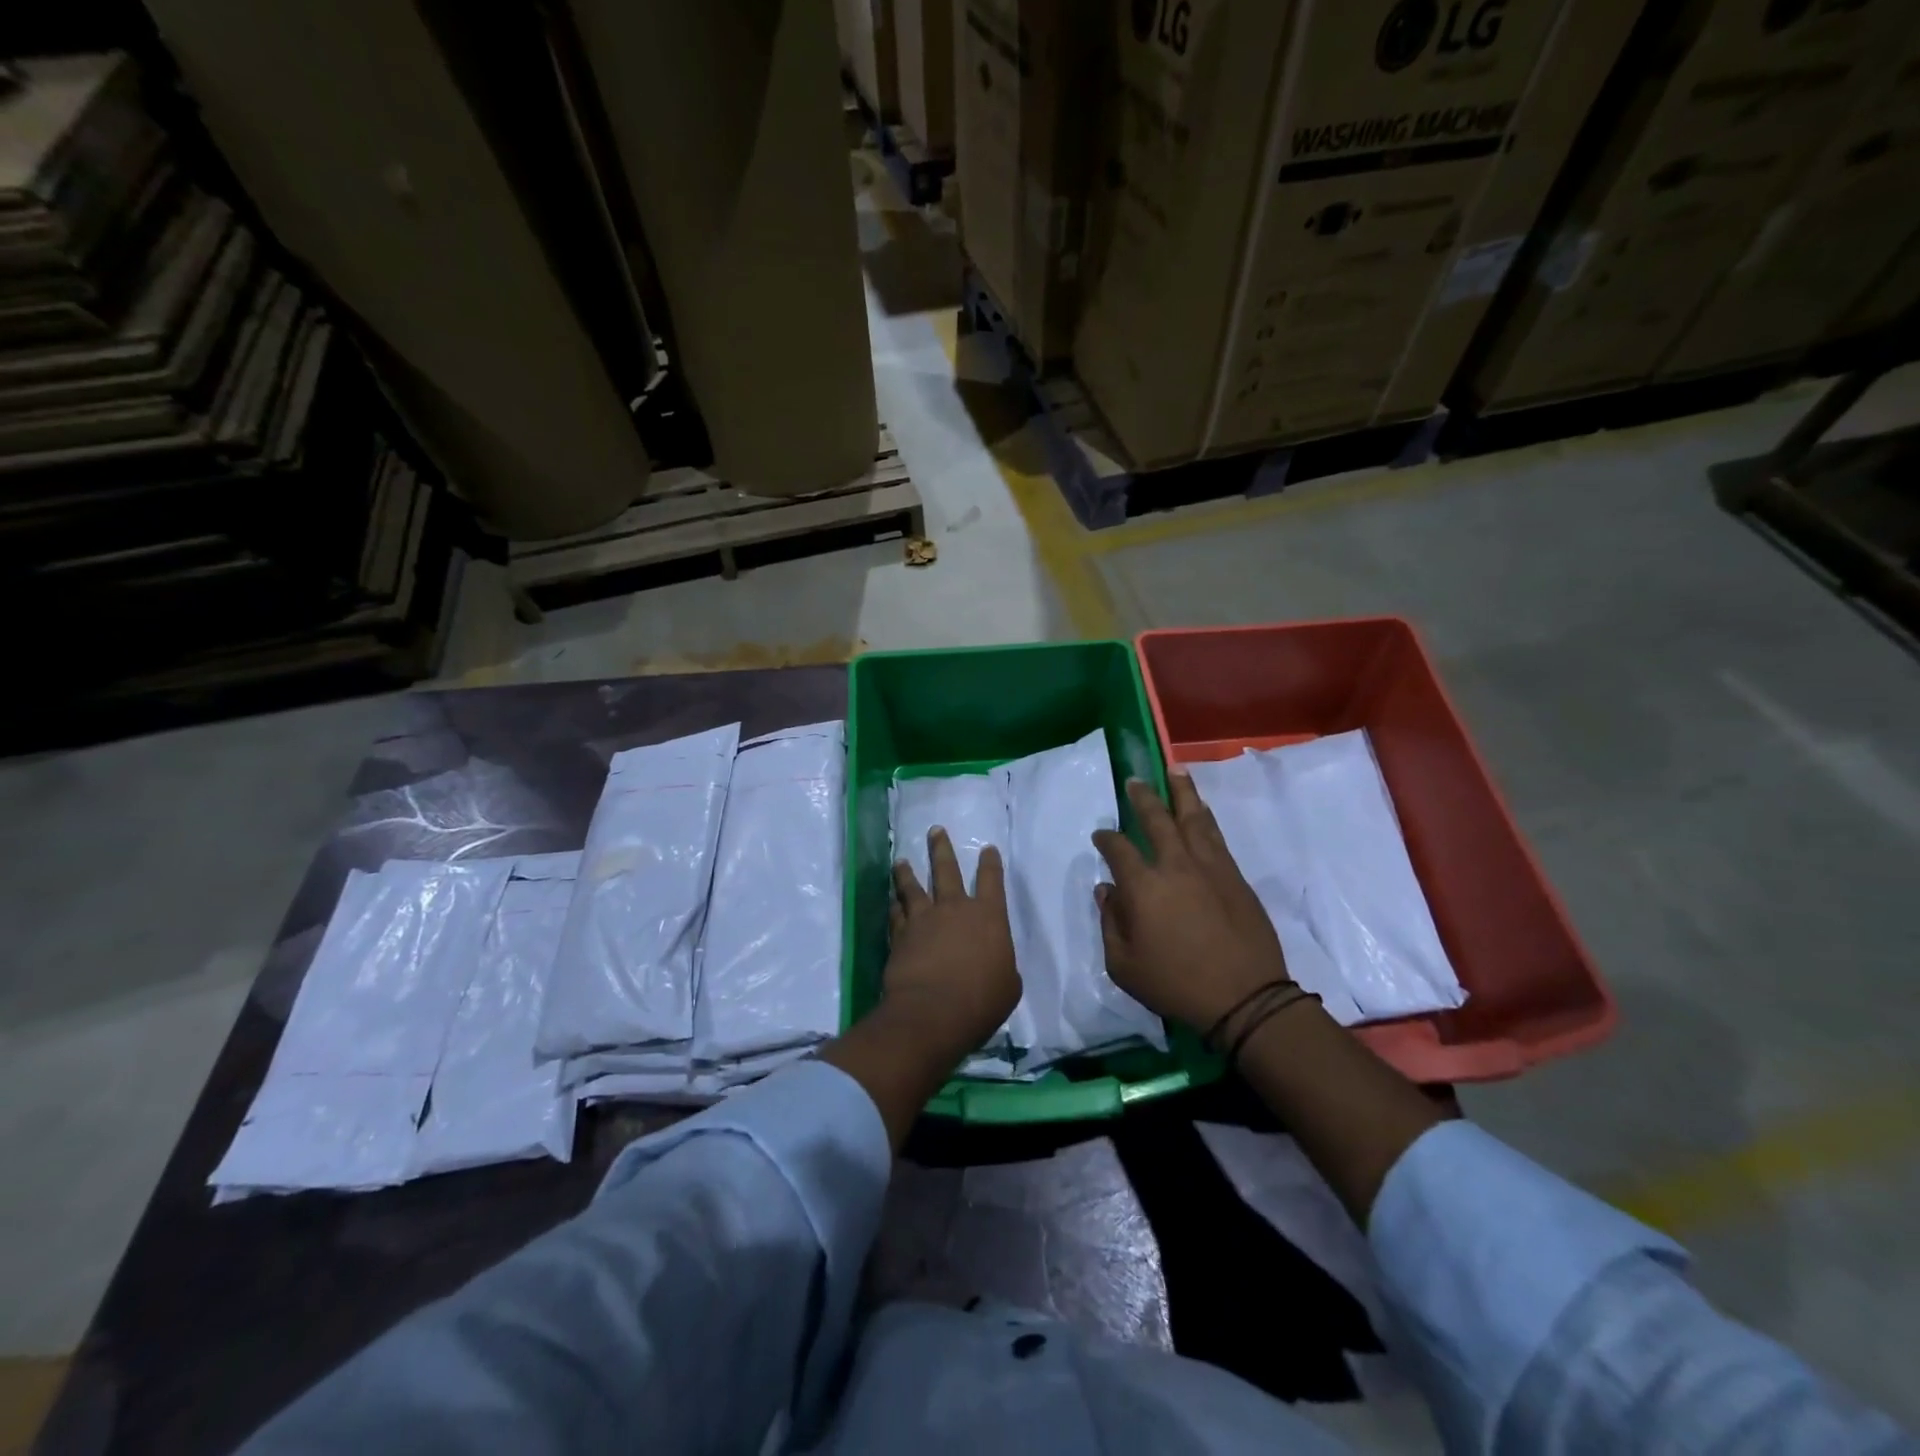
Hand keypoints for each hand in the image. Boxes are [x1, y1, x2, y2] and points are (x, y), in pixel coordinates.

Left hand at [883, 828, 1020, 1057]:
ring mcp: (924, 919)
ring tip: (901, 860)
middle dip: (941, 848)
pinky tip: (891, 900)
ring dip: (907, 872)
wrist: (933, 1011)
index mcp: (989, 917)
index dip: (991, 864)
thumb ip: (1002, 966)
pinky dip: (894, 905)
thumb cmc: (981, 1000)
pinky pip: (896, 913)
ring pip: (913, 887)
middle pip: (947, 870)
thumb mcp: (1008, 986)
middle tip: (935, 831)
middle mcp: (955, 909)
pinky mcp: (900, 935)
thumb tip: (994, 964)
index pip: (992, 881)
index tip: (987, 849)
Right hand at [1092, 773, 1288, 1032]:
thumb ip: (1110, 923)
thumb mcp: (1124, 965)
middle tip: (1135, 780)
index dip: (1106, 839)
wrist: (1245, 997)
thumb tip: (1107, 890)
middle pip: (1156, 819)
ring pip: (1193, 818)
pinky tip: (1200, 809)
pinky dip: (1204, 816)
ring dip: (1182, 792)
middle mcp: (1175, 865)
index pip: (1118, 849)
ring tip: (1174, 770)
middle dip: (1142, 797)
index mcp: (1143, 887)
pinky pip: (1215, 835)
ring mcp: (1209, 866)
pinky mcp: (1234, 875)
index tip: (1100, 836)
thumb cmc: (1176, 985)